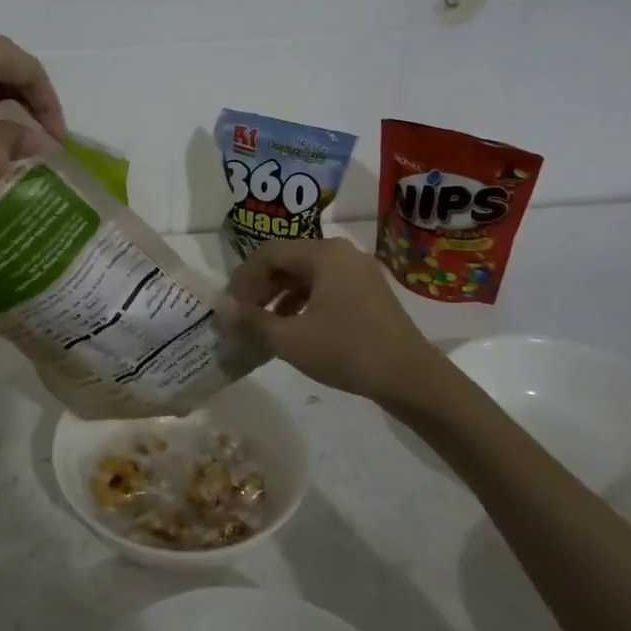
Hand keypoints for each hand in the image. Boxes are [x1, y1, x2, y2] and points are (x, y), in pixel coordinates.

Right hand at [225, 238, 469, 413]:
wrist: (411, 378)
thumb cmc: (347, 351)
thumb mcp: (290, 339)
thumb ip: (251, 321)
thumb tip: (220, 310)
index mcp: (323, 253)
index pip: (268, 253)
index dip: (242, 278)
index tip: (229, 306)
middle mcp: (341, 253)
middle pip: (287, 260)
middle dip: (260, 287)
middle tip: (242, 314)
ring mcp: (358, 272)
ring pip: (305, 275)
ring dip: (279, 296)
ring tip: (262, 323)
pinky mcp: (368, 292)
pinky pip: (324, 287)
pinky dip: (302, 302)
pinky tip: (292, 327)